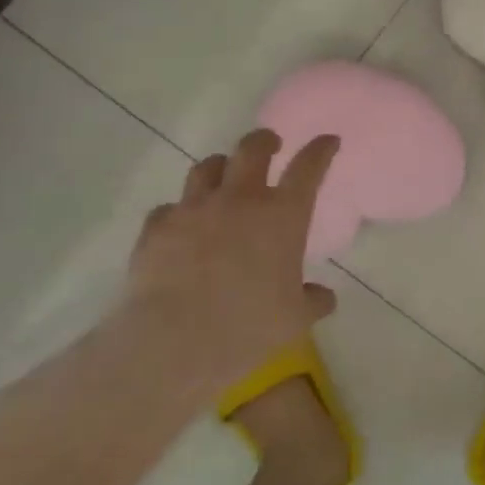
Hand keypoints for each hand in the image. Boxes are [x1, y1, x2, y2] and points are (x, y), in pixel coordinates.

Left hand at [119, 129, 338, 400]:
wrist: (172, 344)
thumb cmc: (248, 329)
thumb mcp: (295, 320)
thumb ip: (312, 301)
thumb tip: (323, 296)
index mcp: (282, 216)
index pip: (308, 168)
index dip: (320, 149)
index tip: (328, 140)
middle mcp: (240, 200)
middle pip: (253, 148)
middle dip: (264, 140)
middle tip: (270, 144)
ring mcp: (194, 209)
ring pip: (207, 167)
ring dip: (221, 168)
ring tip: (223, 178)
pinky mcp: (157, 228)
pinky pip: (169, 207)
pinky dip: (179, 212)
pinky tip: (181, 227)